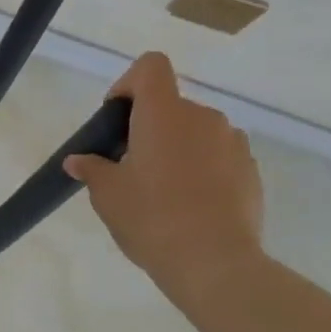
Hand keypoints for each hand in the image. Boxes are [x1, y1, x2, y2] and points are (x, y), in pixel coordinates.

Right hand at [64, 52, 264, 295]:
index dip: (130, 82)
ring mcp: (233, 144)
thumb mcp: (107, 194)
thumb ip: (92, 169)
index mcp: (164, 113)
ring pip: (196, 133)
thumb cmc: (152, 218)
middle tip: (132, 167)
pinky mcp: (252, 172)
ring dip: (179, 149)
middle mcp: (203, 117)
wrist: (216, 265)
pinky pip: (219, 157)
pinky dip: (204, 170)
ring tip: (164, 192)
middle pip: (171, 105)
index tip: (118, 118)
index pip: (151, 66)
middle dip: (150, 128)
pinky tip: (192, 207)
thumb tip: (78, 161)